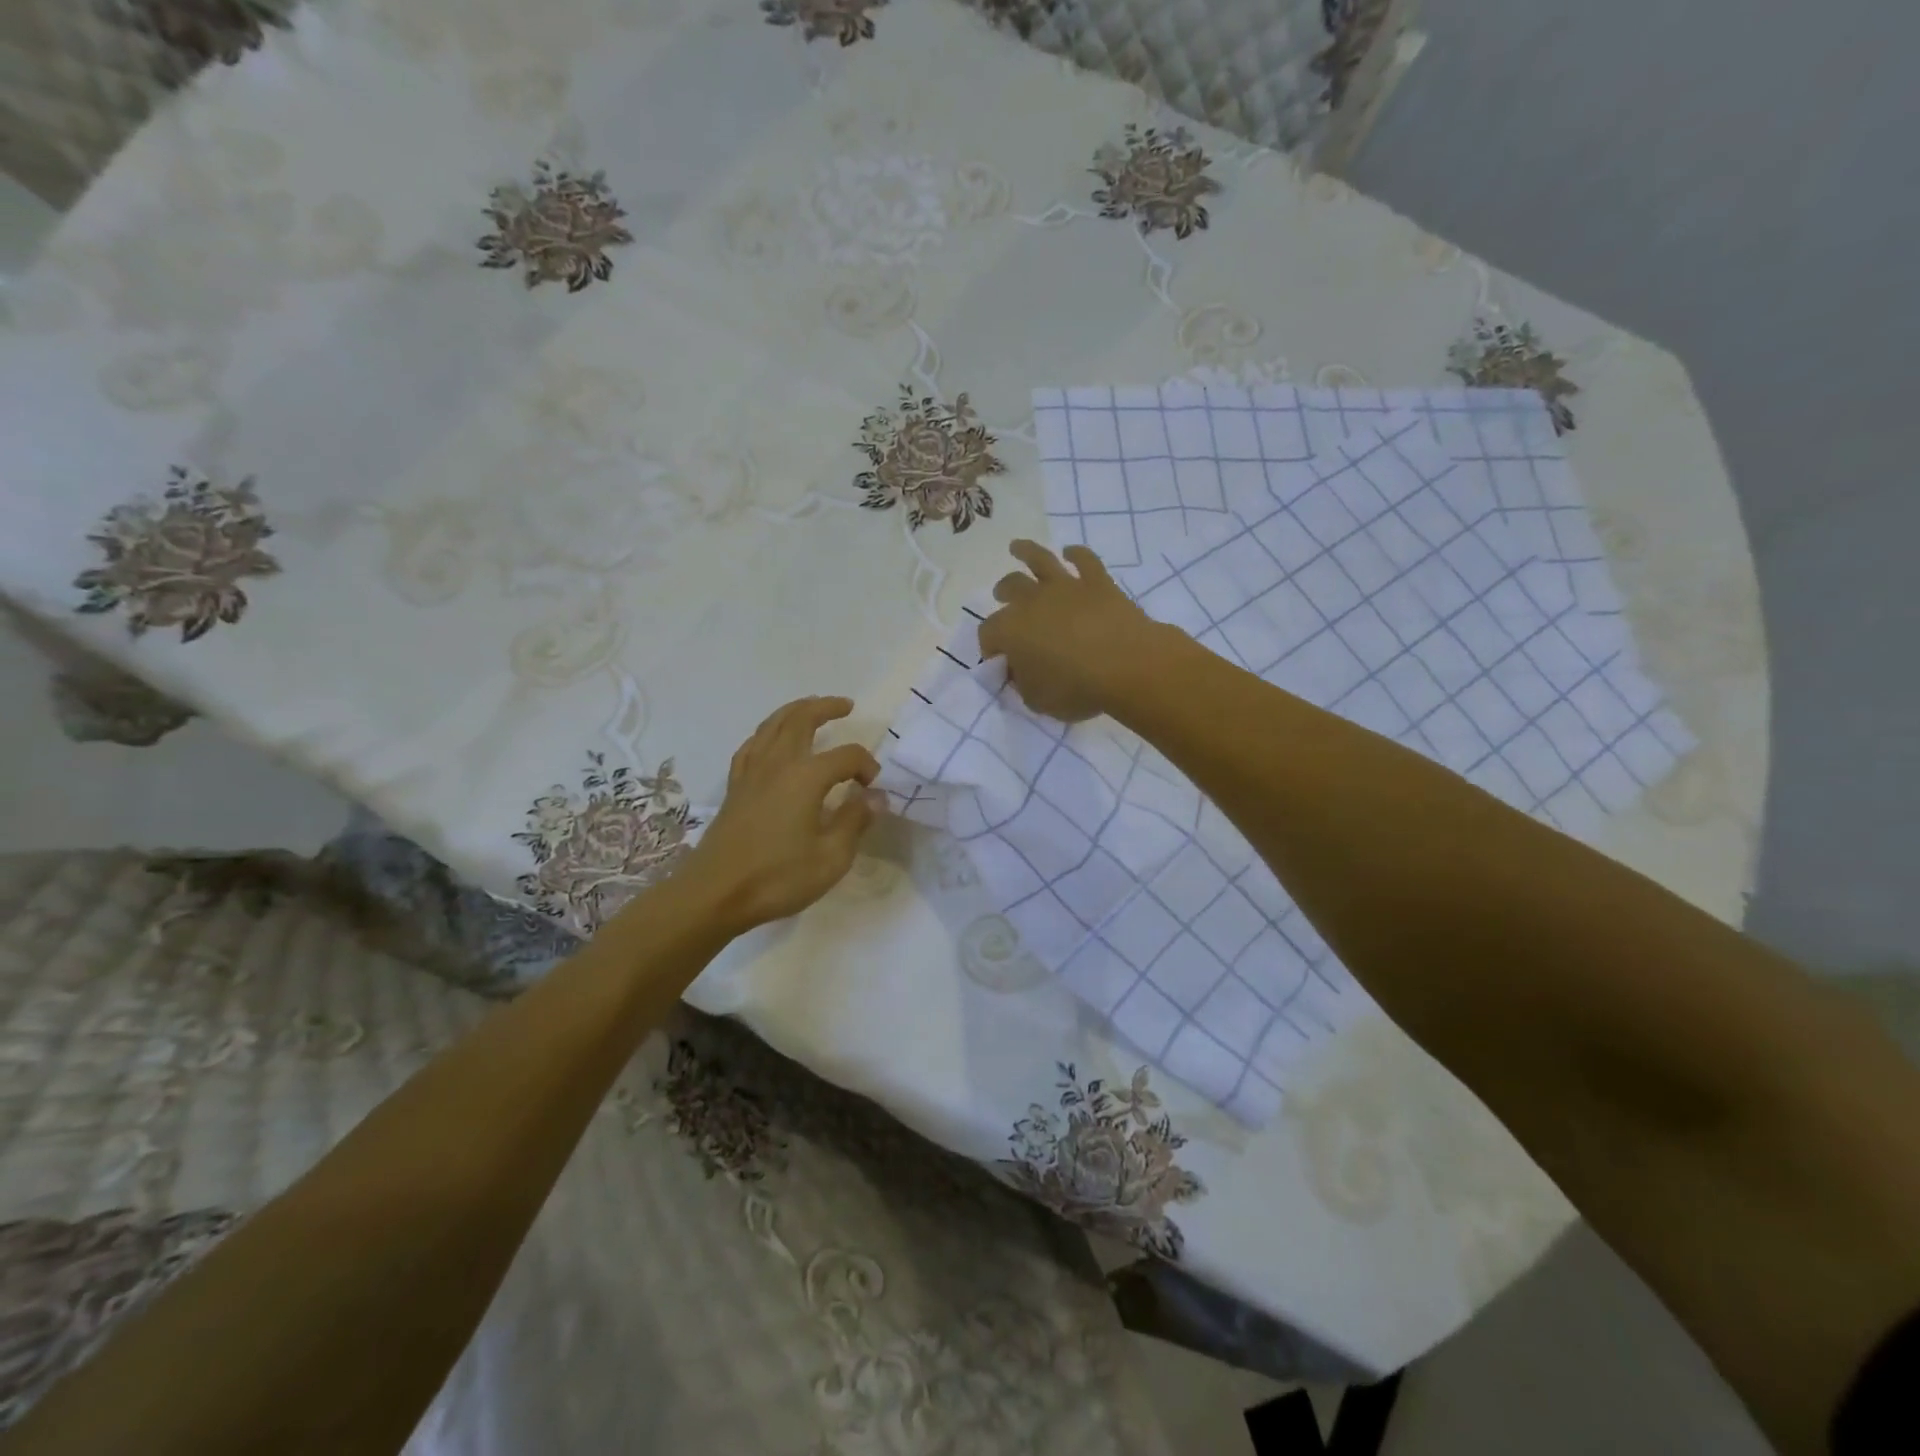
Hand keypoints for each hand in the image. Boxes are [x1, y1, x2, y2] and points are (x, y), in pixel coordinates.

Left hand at [680, 697, 880, 934]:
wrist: (715, 894)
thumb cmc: (777, 878)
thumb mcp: (831, 858)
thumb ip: (855, 821)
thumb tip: (874, 797)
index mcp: (805, 778)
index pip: (846, 756)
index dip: (866, 766)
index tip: (873, 789)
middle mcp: (777, 764)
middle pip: (801, 720)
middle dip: (826, 708)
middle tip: (846, 706)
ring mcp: (751, 773)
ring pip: (772, 726)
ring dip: (794, 711)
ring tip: (810, 707)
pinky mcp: (734, 787)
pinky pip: (751, 746)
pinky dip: (766, 733)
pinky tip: (770, 739)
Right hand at [978, 541, 1158, 722]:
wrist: (1127, 664)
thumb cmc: (1076, 688)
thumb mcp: (1038, 700)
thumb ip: (1023, 684)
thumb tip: (1020, 672)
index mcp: (1011, 631)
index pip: (988, 635)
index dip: (989, 648)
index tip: (999, 661)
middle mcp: (1032, 601)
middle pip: (1009, 589)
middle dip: (1003, 593)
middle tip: (1002, 597)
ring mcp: (1066, 587)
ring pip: (1039, 560)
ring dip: (1026, 552)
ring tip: (1017, 548)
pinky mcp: (1097, 582)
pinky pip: (1084, 560)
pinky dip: (1076, 554)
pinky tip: (1072, 552)